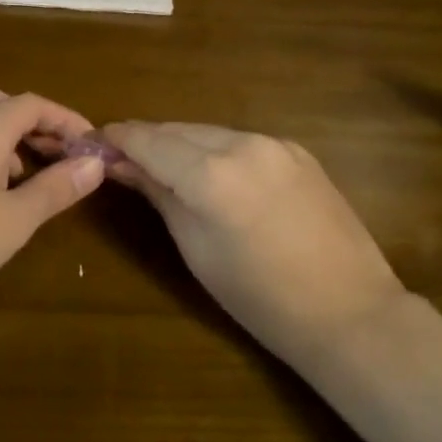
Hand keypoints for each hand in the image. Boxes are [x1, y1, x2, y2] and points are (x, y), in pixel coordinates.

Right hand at [101, 122, 404, 363]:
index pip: (148, 140)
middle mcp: (242, 144)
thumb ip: (159, 194)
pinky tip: (212, 173)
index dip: (116, 138)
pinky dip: (216, 150)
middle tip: (121, 159)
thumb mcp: (195, 248)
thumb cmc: (259, 297)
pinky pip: (241, 141)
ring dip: (180, 144)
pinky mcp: (297, 151)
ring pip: (209, 131)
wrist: (349, 312)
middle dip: (146, 140)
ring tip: (163, 167)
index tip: (92, 142)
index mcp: (211, 173)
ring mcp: (275, 143)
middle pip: (177, 129)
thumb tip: (122, 165)